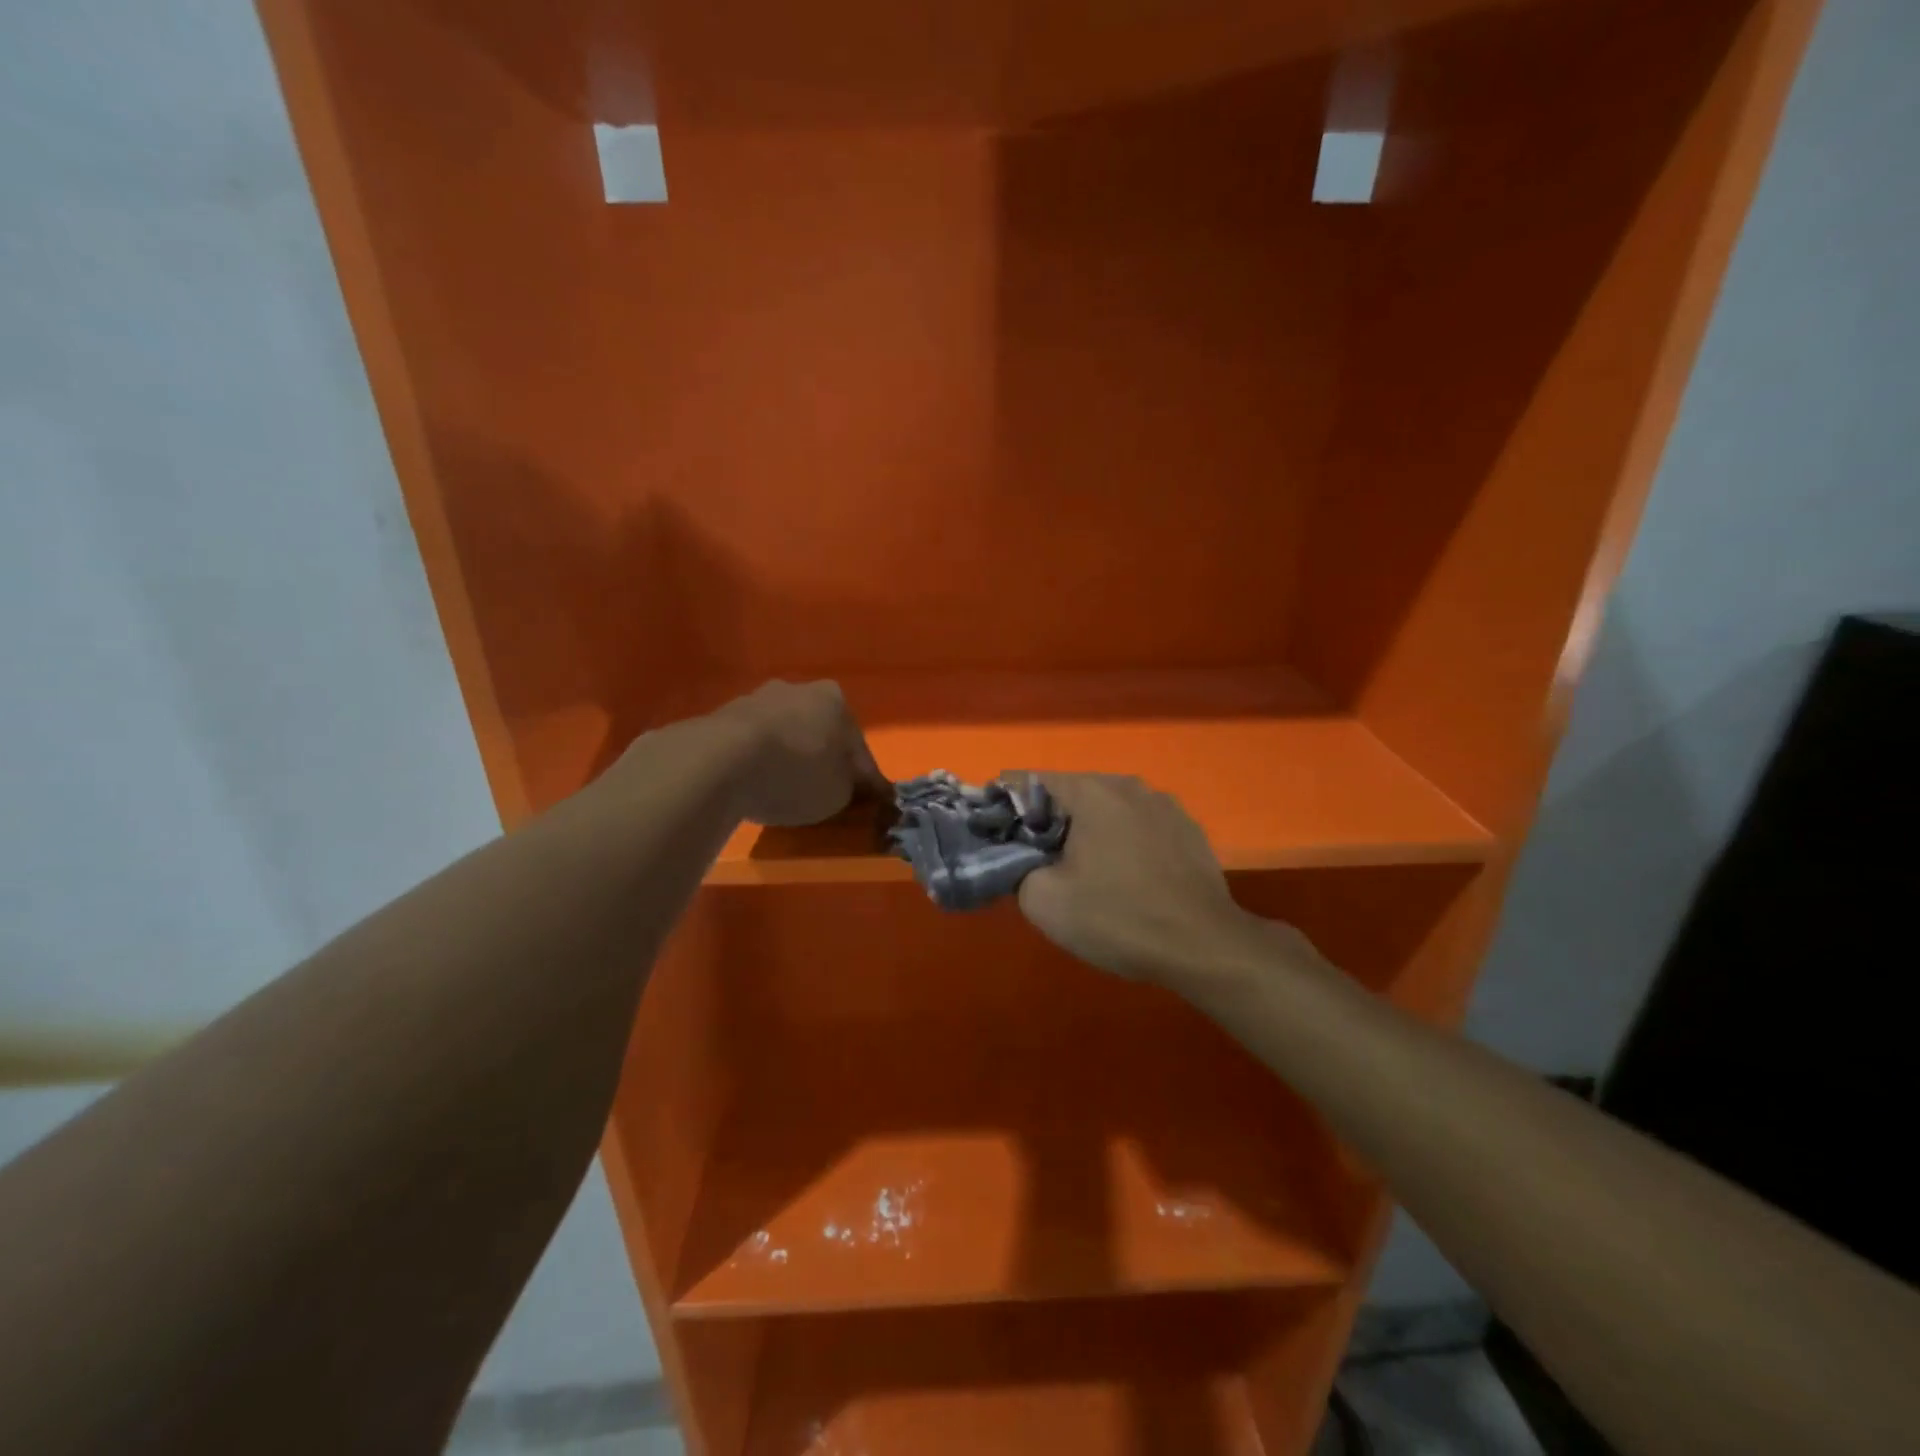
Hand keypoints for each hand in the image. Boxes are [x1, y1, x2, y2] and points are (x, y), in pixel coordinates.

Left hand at [711, 680, 888, 826]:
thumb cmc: (796, 774)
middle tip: (825, 791)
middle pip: (820, 731)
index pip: (858, 745)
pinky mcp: (722, 717)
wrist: (721, 762)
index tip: (867, 799)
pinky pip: (753, 744)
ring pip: (785, 733)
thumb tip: (845, 784)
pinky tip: (757, 783)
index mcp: (835, 700)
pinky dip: (759, 761)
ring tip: (786, 790)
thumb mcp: (839, 793)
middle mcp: (798, 689)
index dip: (864, 777)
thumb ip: (849, 786)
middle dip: (823, 758)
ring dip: (789, 756)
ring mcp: (757, 699)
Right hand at [1011, 773, 1294, 989]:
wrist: (1205, 946)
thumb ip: (1016, 869)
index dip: (1005, 807)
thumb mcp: (1045, 902)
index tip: (998, 839)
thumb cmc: (1118, 918)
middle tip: (1039, 864)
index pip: (1027, 782)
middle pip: (1070, 794)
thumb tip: (1019, 860)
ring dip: (1088, 833)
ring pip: (1108, 809)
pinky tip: (1128, 880)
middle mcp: (1128, 785)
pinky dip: (1123, 843)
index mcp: (1091, 791)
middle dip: (1048, 823)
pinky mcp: (1189, 830)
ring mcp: (1165, 805)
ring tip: (1086, 874)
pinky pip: (1140, 827)